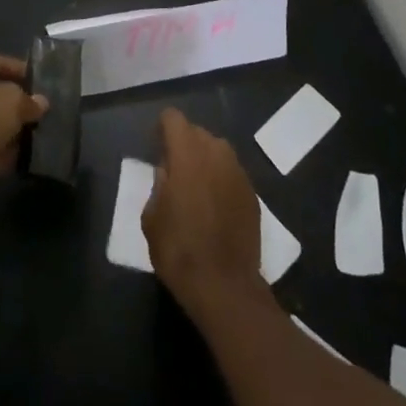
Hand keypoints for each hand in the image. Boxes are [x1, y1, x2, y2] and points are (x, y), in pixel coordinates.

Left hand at [0, 55, 46, 209]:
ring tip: (38, 135)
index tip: (43, 82)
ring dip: (12, 131)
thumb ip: (28, 101)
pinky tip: (23, 159)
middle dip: (18, 103)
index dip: (21, 69)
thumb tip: (40, 103)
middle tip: (43, 112)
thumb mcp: (11, 102)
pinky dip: (2, 154)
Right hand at [143, 109, 268, 319]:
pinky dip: (222, 181)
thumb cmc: (179, 249)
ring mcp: (238, 172)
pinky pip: (232, 174)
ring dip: (205, 161)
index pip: (173, 118)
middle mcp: (216, 152)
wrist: (225, 287)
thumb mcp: (152, 217)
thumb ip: (158, 184)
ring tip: (196, 189)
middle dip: (184, 145)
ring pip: (218, 151)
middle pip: (197, 132)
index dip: (162, 129)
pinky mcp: (253, 194)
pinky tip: (216, 207)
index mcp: (187, 152)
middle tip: (174, 172)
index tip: (156, 147)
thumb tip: (167, 172)